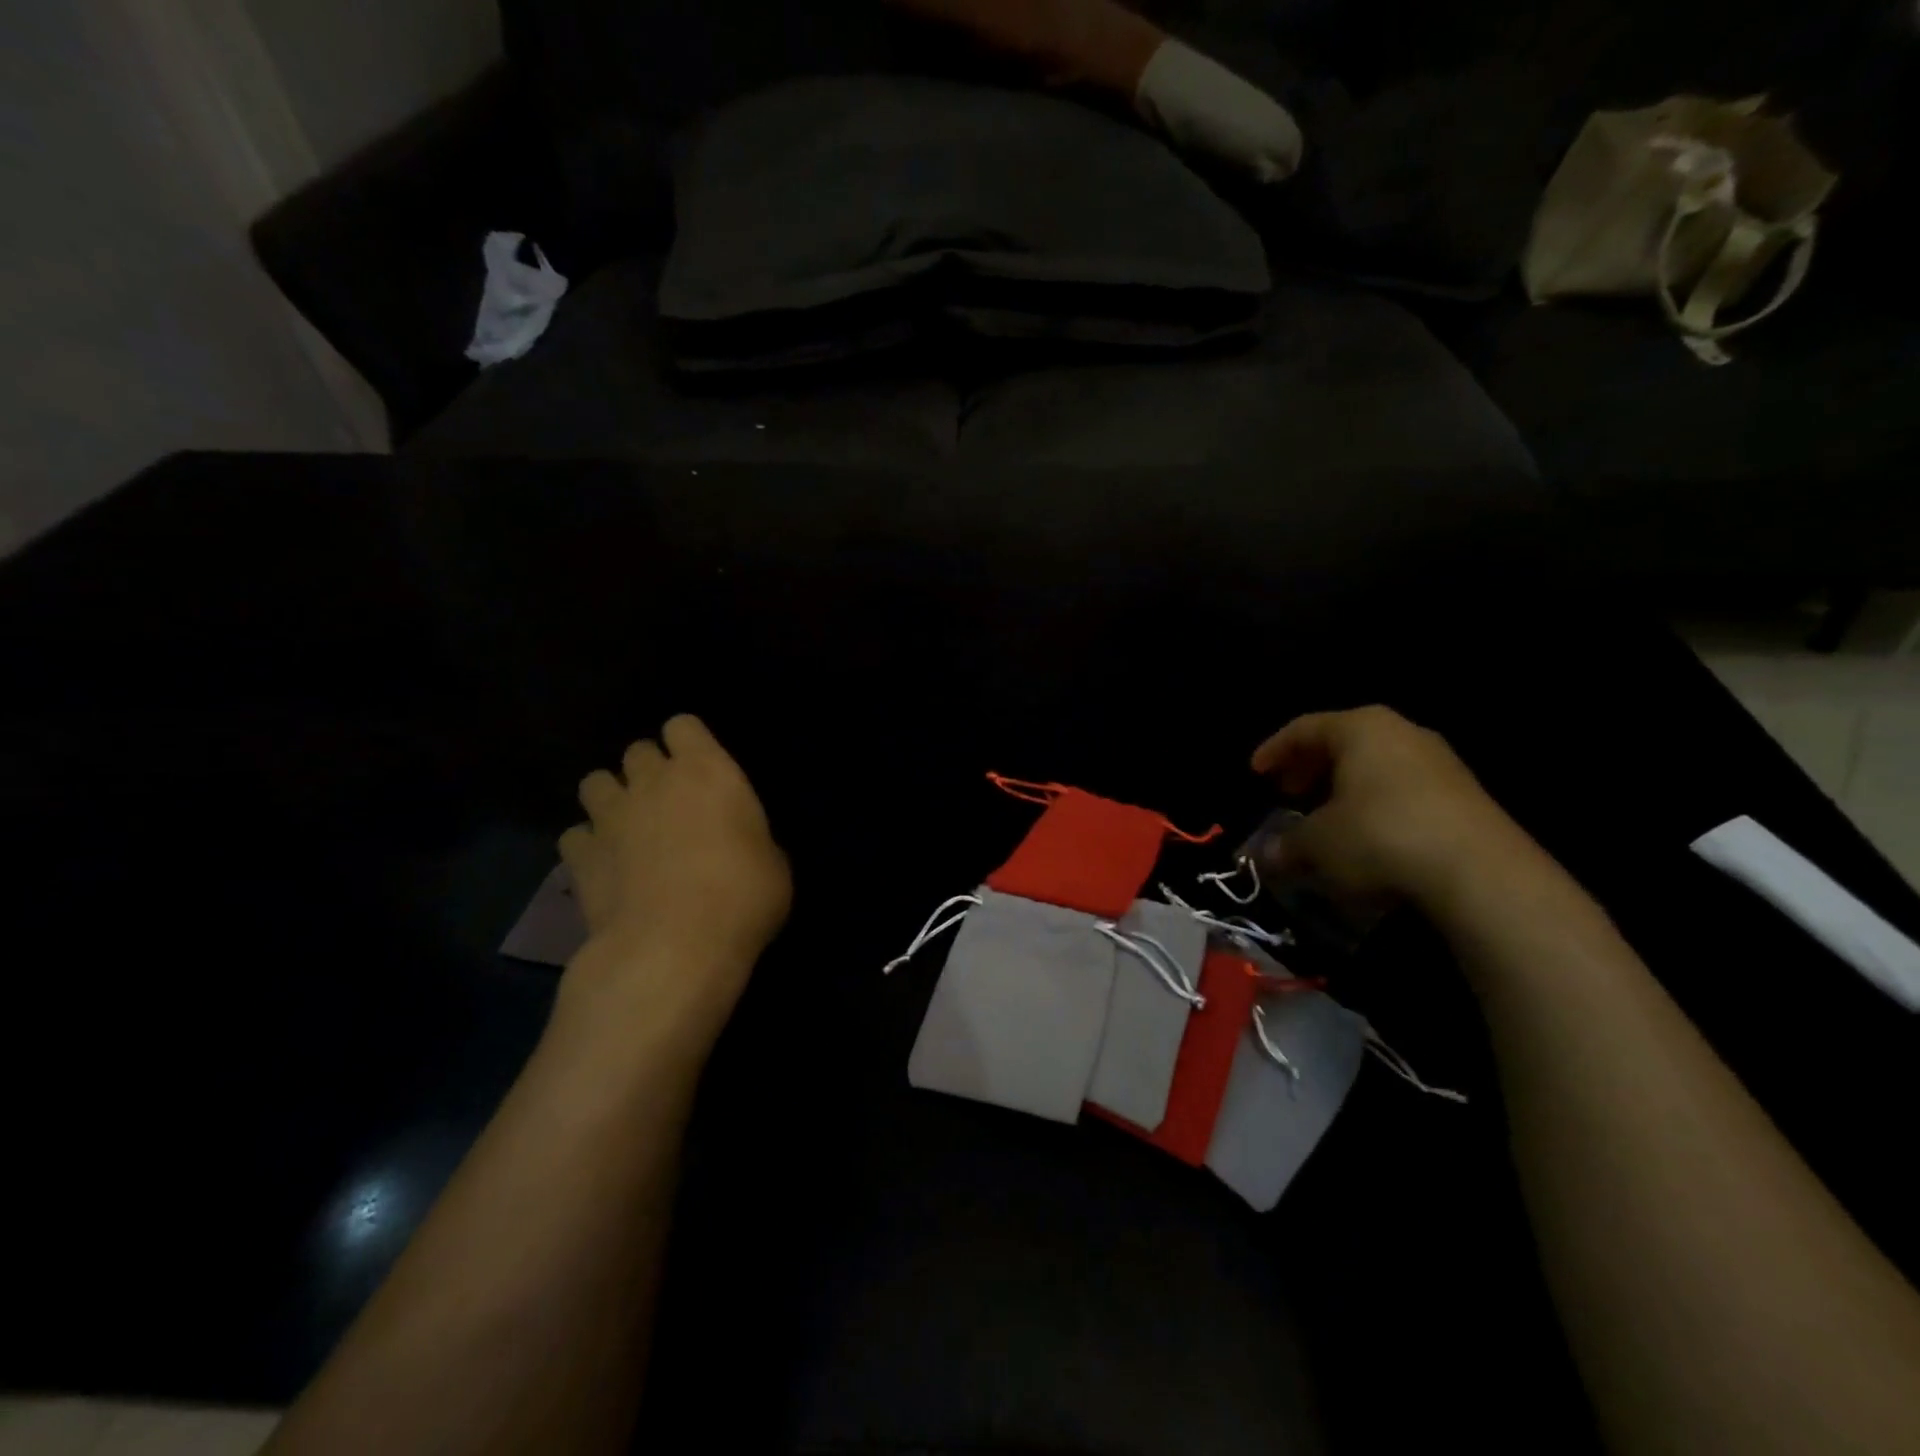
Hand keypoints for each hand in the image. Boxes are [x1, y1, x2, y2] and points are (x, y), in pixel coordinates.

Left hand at [555, 716, 790, 1051]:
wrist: (673, 947)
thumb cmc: (742, 897)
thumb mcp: (773, 865)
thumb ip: (751, 839)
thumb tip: (742, 845)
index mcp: (707, 771)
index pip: (683, 725)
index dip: (689, 743)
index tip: (701, 769)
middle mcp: (653, 781)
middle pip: (637, 750)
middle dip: (649, 770)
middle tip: (668, 803)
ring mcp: (610, 816)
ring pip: (595, 782)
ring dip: (611, 798)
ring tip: (627, 827)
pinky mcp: (580, 856)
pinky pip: (575, 835)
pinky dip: (587, 845)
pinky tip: (604, 866)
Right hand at [1249, 707, 1541, 910]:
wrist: (1481, 873)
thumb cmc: (1379, 837)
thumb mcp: (1317, 844)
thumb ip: (1285, 845)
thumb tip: (1266, 855)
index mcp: (1360, 728)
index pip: (1304, 728)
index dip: (1274, 750)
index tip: (1256, 774)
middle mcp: (1401, 732)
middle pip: (1342, 743)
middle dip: (1309, 768)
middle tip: (1287, 793)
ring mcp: (1439, 762)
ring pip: (1375, 766)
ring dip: (1343, 789)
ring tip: (1324, 818)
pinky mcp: (1464, 795)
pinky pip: (1402, 790)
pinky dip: (1375, 805)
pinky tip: (1366, 836)